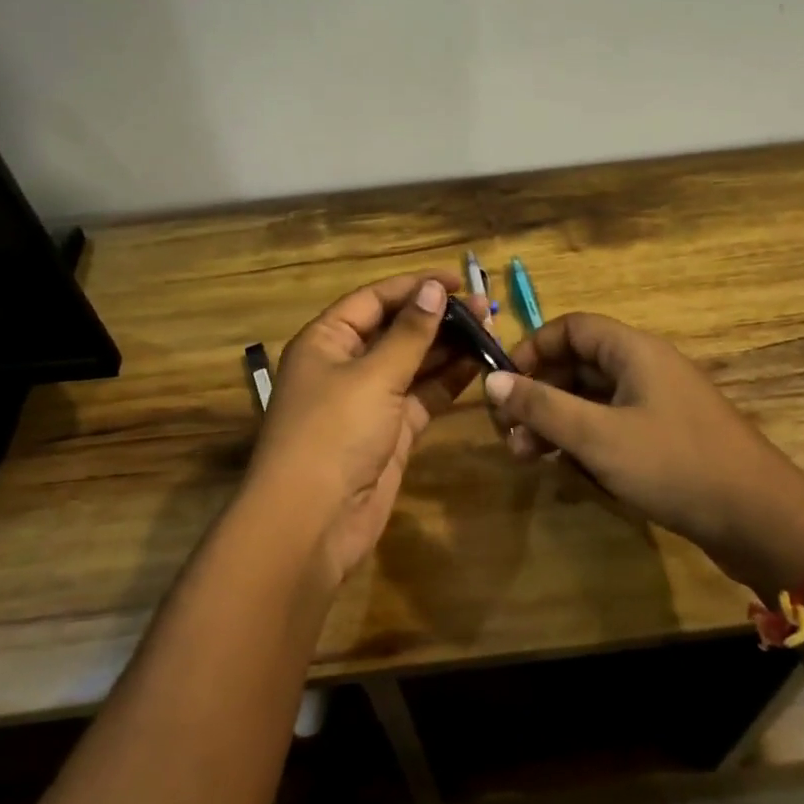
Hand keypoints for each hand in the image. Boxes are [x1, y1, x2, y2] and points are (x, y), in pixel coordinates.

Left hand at [244, 271, 490, 588]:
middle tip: (485, 308)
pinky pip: (422, 396)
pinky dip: (448, 382)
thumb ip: (409, 334)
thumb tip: (432, 290)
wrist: (313, 522)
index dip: (415, 287)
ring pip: (413, 363)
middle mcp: (346, 365)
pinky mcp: (391, 432)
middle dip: (438, 318)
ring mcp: (370, 400)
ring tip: (491, 331)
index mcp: (327, 340)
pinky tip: (479, 365)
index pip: (374, 300)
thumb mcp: (373, 376)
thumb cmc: (334, 433)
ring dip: (448, 348)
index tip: (458, 281)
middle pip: (396, 330)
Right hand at [482, 313, 803, 584]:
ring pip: (592, 400)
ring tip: (528, 458)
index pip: (570, 328)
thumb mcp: (597, 436)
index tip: (503, 385)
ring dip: (557, 423)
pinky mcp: (665, 438)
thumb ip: (541, 406)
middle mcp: (645, 368)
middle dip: (538, 396)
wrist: (760, 519)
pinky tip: (571, 471)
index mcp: (633, 351)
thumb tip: (490, 380)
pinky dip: (586, 442)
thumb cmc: (674, 465)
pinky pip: (612, 426)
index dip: (532, 350)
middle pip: (577, 365)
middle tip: (509, 434)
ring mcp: (658, 404)